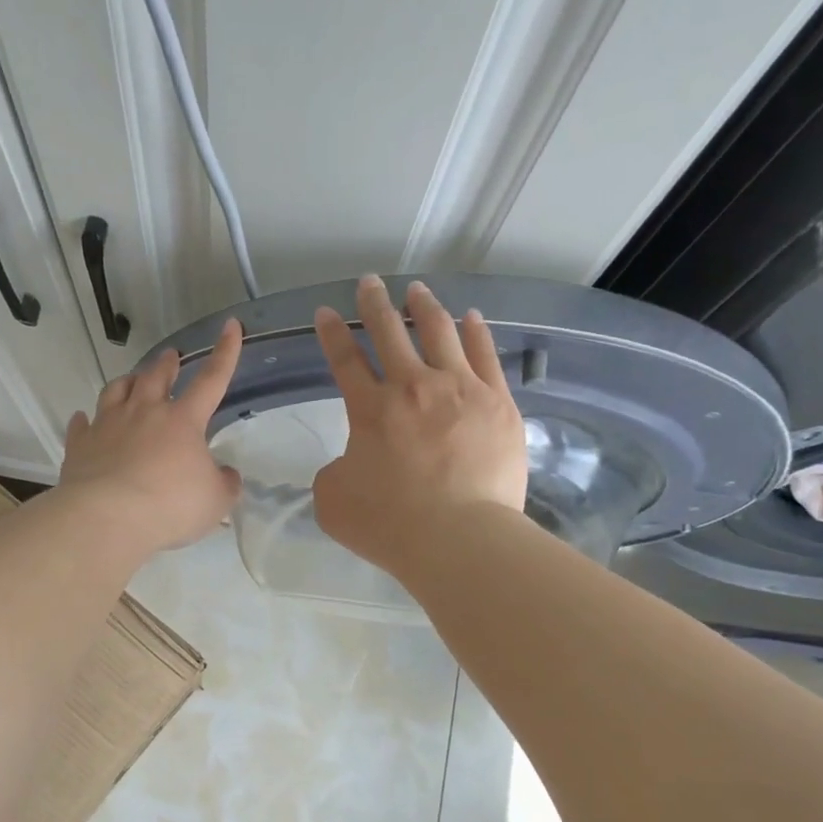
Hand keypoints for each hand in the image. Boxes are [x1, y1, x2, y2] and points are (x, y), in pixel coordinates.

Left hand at [59, 319, 244, 553]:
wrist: (107, 518)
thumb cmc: (170, 506)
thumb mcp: (215, 501)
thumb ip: (224, 484)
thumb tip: (226, 475)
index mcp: (182, 420)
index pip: (211, 379)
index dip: (225, 353)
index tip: (230, 326)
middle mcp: (143, 412)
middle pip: (155, 377)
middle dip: (166, 364)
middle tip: (170, 355)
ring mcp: (108, 425)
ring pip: (116, 391)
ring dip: (127, 381)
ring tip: (131, 379)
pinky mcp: (80, 445)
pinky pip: (82, 425)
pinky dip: (85, 420)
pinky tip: (84, 419)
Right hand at [312, 275, 527, 574]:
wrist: (459, 538)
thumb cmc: (390, 524)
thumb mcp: (334, 502)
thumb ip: (332, 473)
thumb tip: (349, 463)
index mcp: (370, 410)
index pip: (345, 360)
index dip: (331, 334)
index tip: (325, 312)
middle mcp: (413, 387)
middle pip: (390, 333)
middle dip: (374, 305)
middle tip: (368, 283)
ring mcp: (460, 390)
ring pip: (439, 333)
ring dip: (424, 308)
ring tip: (417, 291)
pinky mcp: (498, 403)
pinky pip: (485, 355)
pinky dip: (475, 332)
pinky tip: (470, 317)